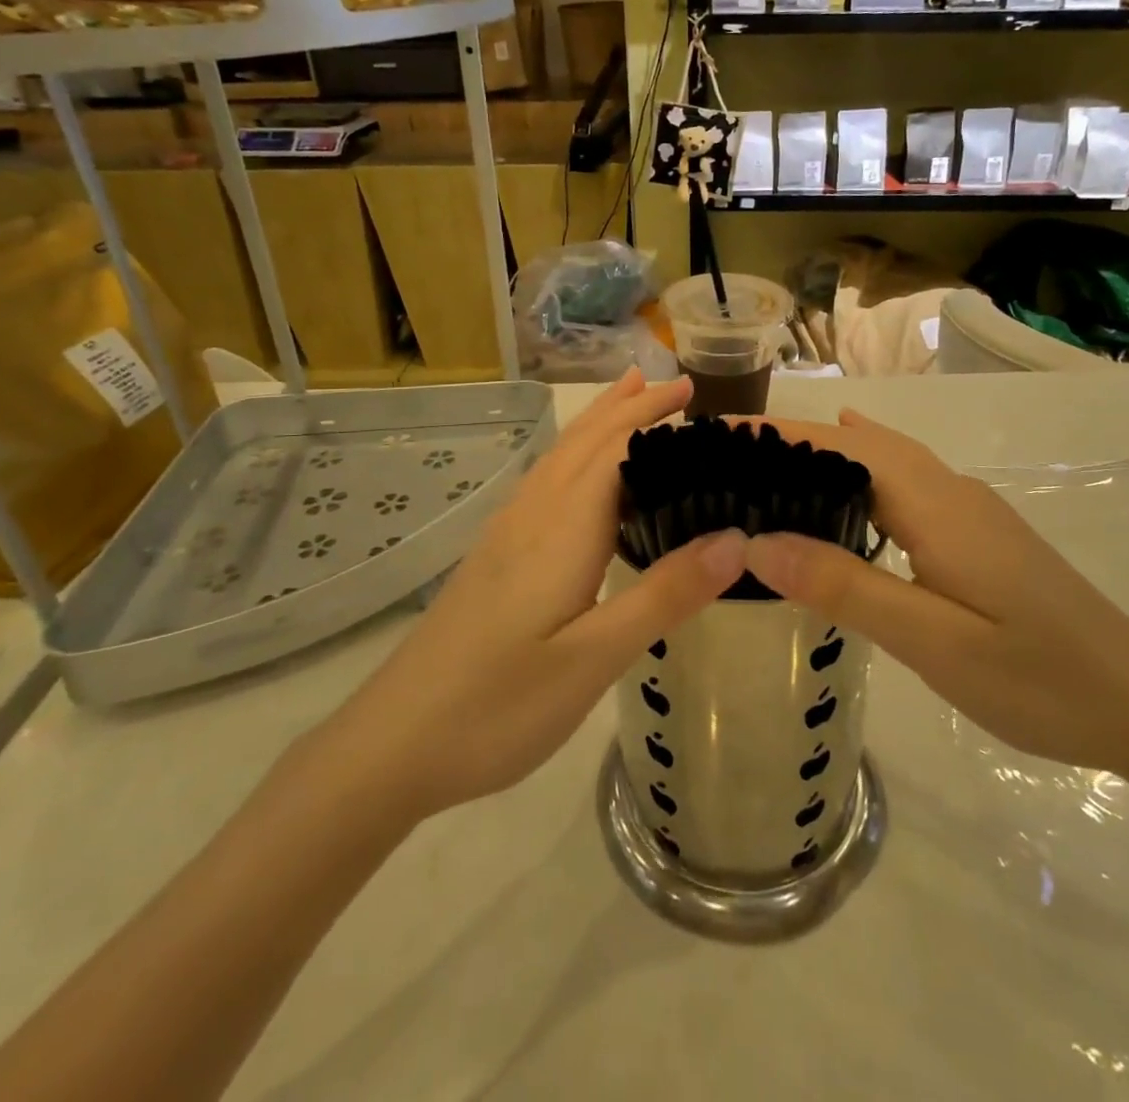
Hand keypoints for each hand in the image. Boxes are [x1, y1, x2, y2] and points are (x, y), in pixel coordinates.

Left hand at [307, 370, 747, 823]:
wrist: (393, 743)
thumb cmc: (499, 705)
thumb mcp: (594, 658)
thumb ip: (664, 594)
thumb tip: (736, 538)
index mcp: (561, 530)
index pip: (614, 450)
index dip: (653, 416)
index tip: (695, 395)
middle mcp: (531, 518)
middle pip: (583, 443)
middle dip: (628, 407)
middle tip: (673, 385)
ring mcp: (505, 537)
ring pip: (558, 460)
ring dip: (597, 425)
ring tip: (627, 400)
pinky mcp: (492, 561)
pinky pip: (542, 485)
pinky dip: (573, 458)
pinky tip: (575, 478)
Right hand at [741, 410, 1128, 771]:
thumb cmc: (1037, 677)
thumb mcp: (932, 640)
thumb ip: (845, 586)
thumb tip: (757, 540)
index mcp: (934, 504)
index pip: (838, 446)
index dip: (775, 434)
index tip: (715, 434)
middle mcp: (948, 490)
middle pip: (857, 443)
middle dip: (788, 438)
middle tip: (722, 455)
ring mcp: (966, 508)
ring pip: (882, 459)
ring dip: (822, 451)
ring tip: (762, 463)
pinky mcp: (975, 532)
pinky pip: (901, 482)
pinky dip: (857, 471)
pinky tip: (841, 480)